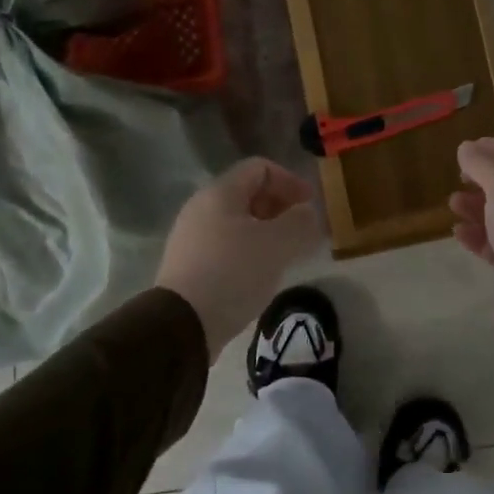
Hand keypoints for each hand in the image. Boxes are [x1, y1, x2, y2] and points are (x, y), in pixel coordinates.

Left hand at [156, 159, 324, 360]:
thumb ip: (300, 222)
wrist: (183, 325)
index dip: (290, 180)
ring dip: (268, 231)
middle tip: (303, 230)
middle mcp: (201, 208)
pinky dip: (250, 250)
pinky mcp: (190, 264)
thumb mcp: (277, 244)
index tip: (311, 205)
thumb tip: (307, 213)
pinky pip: (227, 245)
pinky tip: (262, 272)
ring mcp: (192, 237)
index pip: (260, 168)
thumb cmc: (233, 273)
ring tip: (288, 253)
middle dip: (281, 207)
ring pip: (238, 222)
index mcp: (220, 193)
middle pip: (248, 193)